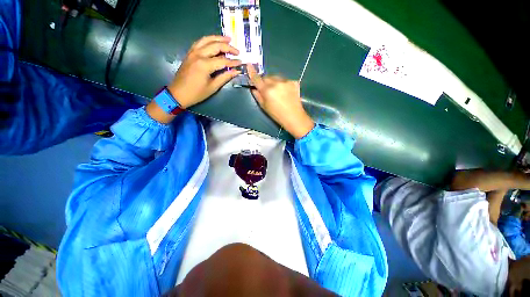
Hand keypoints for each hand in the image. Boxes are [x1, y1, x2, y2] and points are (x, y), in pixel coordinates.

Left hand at [168, 35, 241, 107]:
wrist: (178, 94)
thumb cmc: (197, 93)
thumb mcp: (213, 87)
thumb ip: (225, 77)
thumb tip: (236, 71)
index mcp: (204, 65)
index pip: (223, 60)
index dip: (233, 62)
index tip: (241, 62)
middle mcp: (198, 55)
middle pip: (215, 45)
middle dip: (228, 47)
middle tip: (237, 51)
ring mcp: (192, 52)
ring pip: (206, 40)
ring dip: (218, 38)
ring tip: (228, 39)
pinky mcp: (189, 53)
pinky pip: (200, 42)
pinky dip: (208, 40)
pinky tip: (214, 42)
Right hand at [247, 64, 313, 138]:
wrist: (294, 117)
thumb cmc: (277, 115)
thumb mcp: (264, 107)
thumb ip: (258, 96)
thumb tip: (254, 88)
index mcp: (267, 90)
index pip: (257, 78)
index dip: (252, 72)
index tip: (249, 65)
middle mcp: (276, 83)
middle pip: (267, 77)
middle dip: (265, 82)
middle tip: (267, 90)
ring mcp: (286, 81)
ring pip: (276, 77)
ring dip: (274, 82)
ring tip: (278, 92)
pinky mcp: (294, 82)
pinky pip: (285, 80)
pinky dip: (283, 84)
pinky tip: (286, 93)